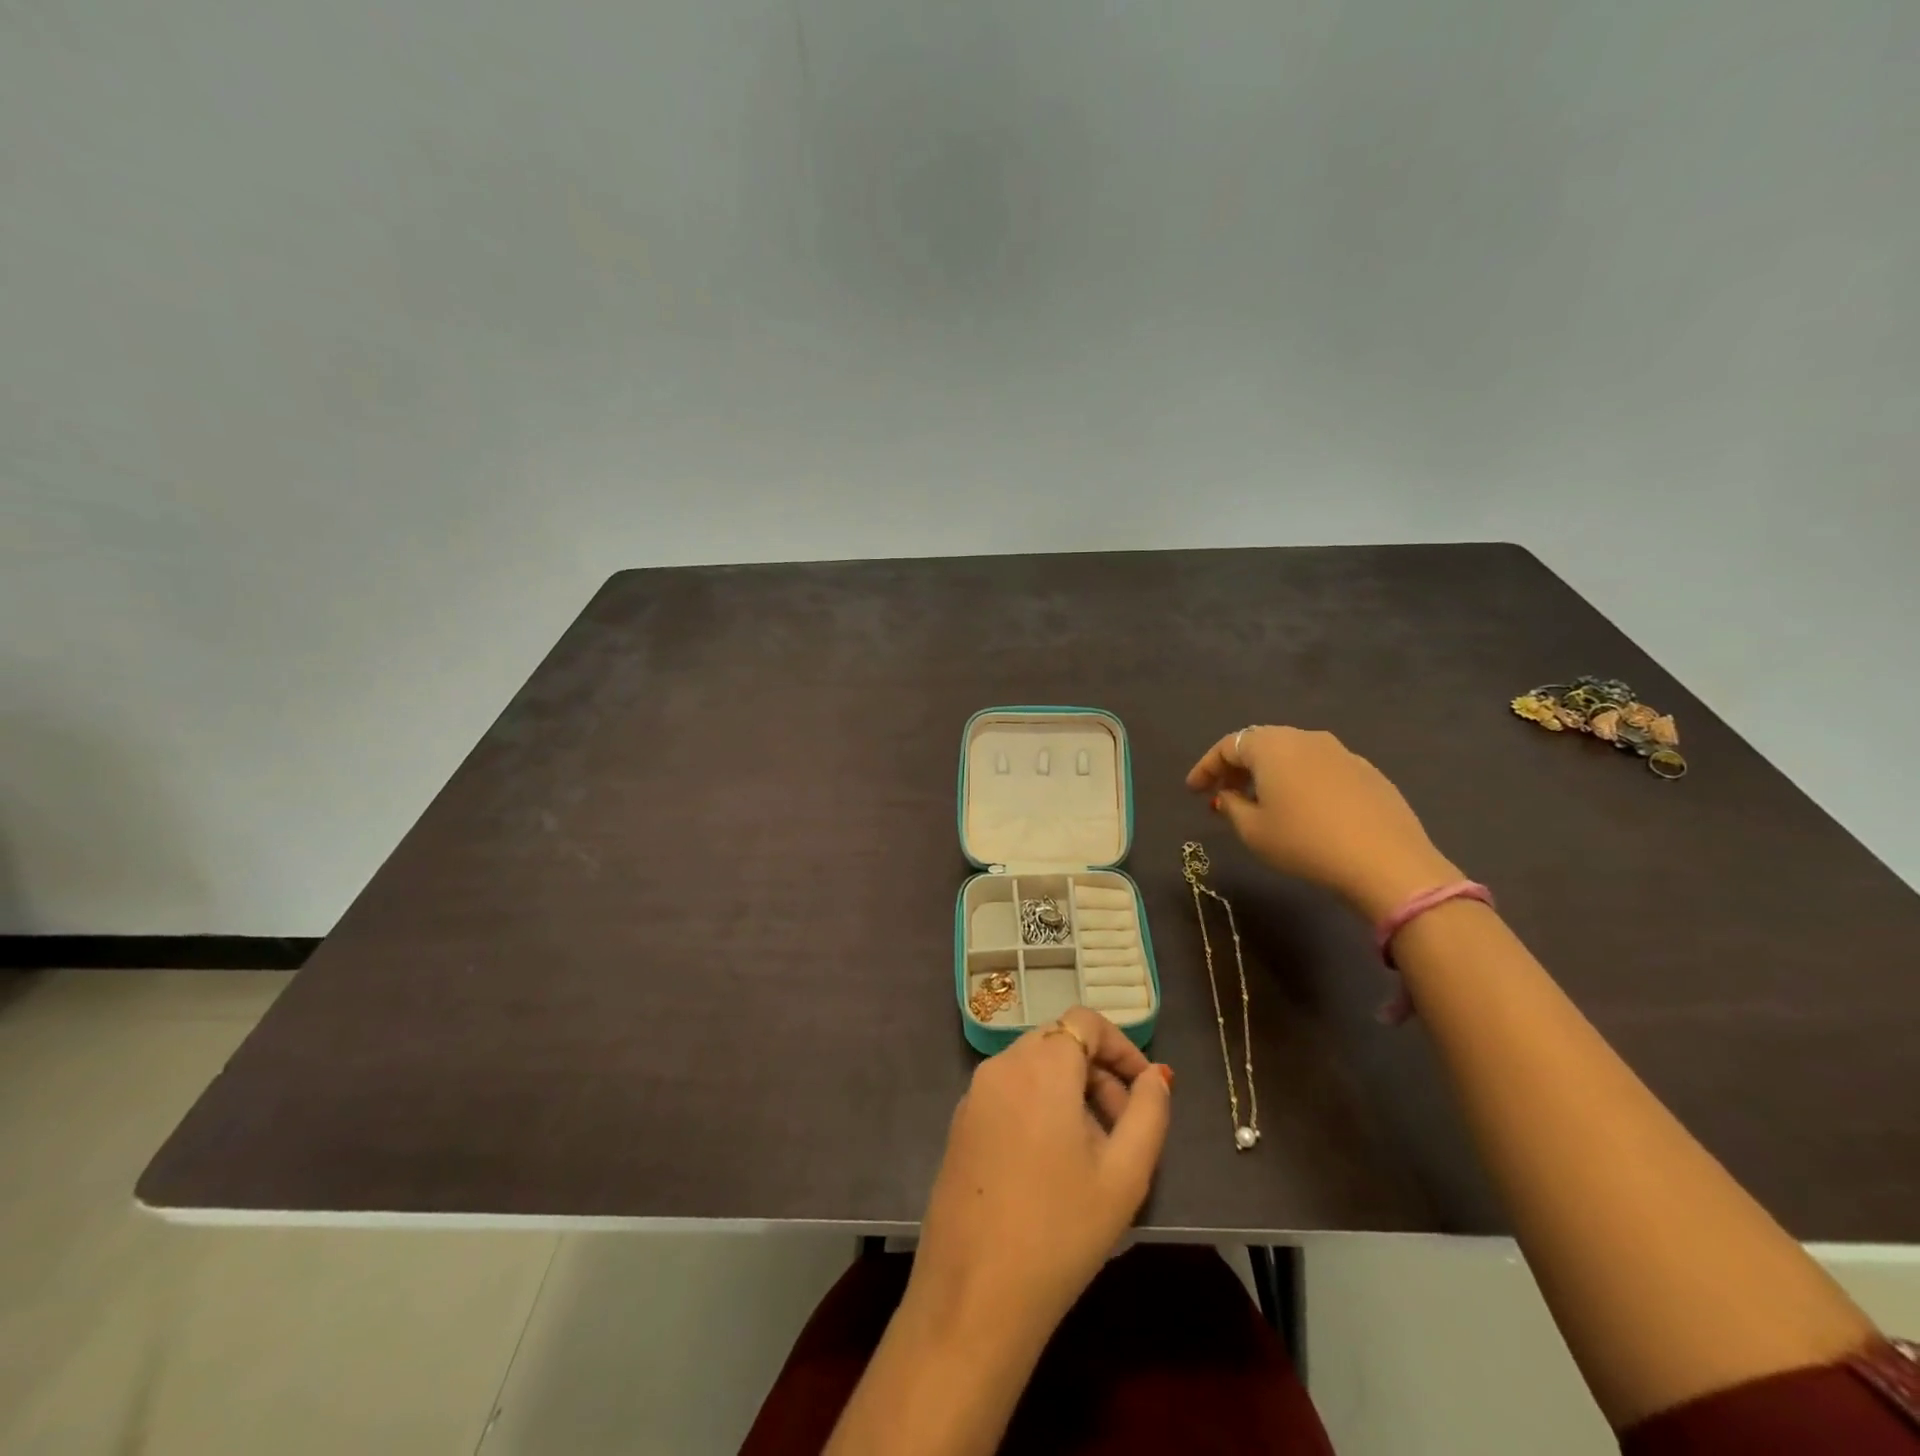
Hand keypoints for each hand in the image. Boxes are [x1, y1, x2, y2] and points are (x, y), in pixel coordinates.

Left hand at [905, 1007, 1173, 1341]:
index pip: (1085, 1021)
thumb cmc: (1060, 1231)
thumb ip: (1149, 1112)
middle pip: (1059, 1042)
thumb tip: (1156, 1076)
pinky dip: (1039, 1105)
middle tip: (1124, 1128)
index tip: (1145, 1090)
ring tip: (1094, 1153)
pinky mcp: (961, 1123)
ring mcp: (974, 1093)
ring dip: (1070, 1091)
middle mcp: (1002, 1066)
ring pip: (1034, 1067)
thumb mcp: (1125, 1175)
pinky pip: (1010, 1092)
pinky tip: (1053, 1164)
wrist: (974, 1294)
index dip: (1121, 1047)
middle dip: (1099, 1072)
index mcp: (1040, 1066)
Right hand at [1186, 725, 1459, 918]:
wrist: (1386, 861)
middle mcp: (1305, 738)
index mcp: (1272, 746)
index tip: (1193, 790)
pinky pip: (1320, 769)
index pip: (1228, 746)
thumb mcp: (1253, 831)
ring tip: (1260, 803)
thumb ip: (1231, 807)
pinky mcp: (1368, 772)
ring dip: (1269, 774)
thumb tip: (1227, 795)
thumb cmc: (1304, 842)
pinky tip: (1302, 810)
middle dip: (1237, 768)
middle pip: (1261, 744)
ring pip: (1292, 755)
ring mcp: (1341, 753)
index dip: (1206, 767)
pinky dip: (1300, 782)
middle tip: (1222, 793)